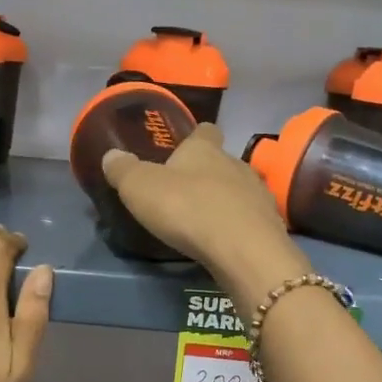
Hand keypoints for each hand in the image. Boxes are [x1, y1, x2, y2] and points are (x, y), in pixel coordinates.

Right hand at [101, 124, 310, 303]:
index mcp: (205, 149)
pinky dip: (238, 227)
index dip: (195, 137)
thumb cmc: (187, 208)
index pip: (205, 131)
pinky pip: (250, 219)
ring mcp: (258, 194)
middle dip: (208, 174)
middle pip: (223, 162)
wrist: (243, 250)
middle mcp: (236, 164)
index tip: (184, 148)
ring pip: (240, 190)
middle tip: (186, 193)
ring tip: (205, 221)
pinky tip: (225, 242)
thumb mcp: (140, 188)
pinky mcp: (270, 225)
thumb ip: (124, 170)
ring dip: (225, 201)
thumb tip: (111, 154)